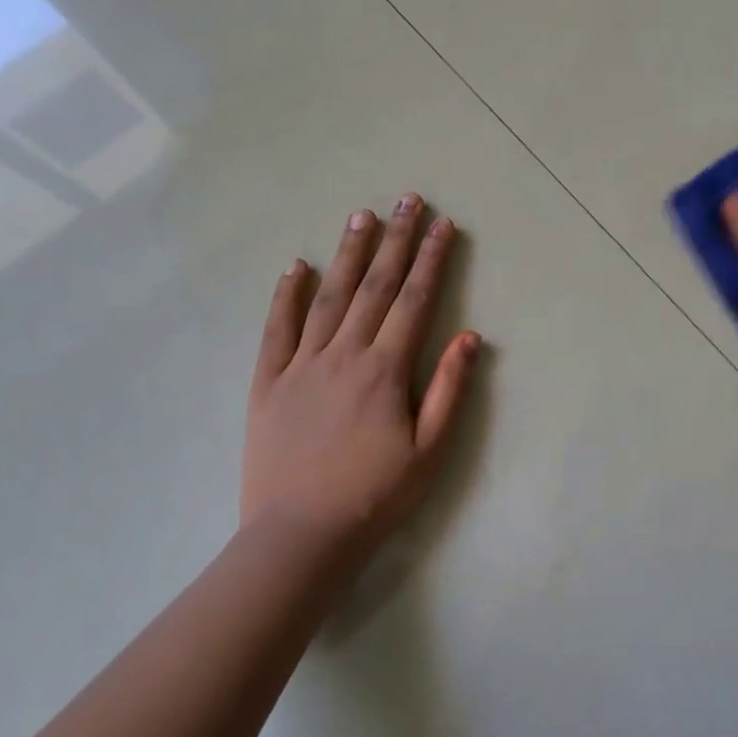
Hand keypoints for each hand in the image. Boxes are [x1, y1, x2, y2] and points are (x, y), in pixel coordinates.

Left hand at [242, 195, 480, 555]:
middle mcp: (344, 355)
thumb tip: (469, 336)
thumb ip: (450, 389)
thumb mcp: (430, 450)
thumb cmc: (376, 496)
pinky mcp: (268, 383)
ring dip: (348, 254)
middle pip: (375, 287)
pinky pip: (276, 330)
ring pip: (328, 297)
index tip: (443, 224)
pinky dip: (285, 296)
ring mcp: (301, 365)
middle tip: (407, 200)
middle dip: (395, 240)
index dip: (432, 259)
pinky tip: (295, 266)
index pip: (415, 301)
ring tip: (361, 216)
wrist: (301, 537)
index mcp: (386, 370)